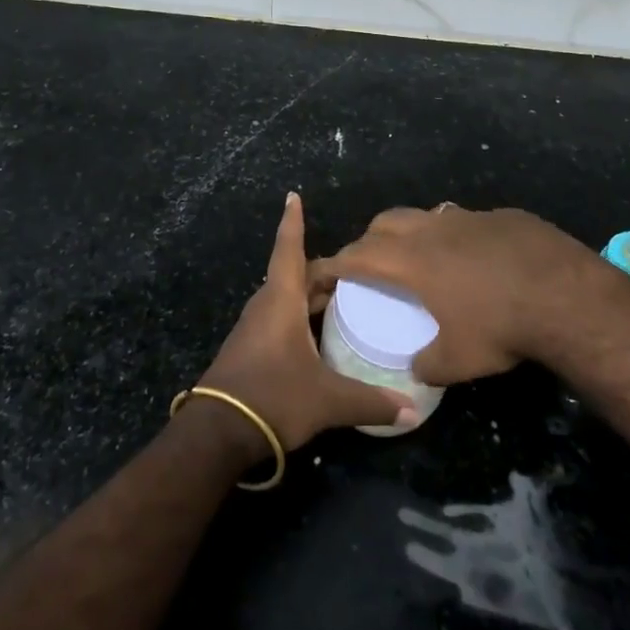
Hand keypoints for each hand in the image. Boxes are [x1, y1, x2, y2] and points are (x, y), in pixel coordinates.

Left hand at [196, 193, 415, 449]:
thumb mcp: (327, 399)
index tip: (292, 196)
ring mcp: (254, 328)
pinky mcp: (250, 349)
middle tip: (354, 269)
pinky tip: (318, 333)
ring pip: (285, 297)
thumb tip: (412, 409)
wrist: (217, 433)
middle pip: (294, 274)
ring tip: (342, 297)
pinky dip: (299, 314)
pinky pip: (278, 317)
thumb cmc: (273, 397)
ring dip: (310, 293)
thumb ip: (370, 402)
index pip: (289, 249)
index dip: (293, 223)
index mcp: (281, 300)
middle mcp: (266, 305)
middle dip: (322, 269)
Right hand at [307, 205, 602, 385]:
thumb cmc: (499, 325)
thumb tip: (417, 369)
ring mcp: (469, 217)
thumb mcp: (457, 360)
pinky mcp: (502, 216)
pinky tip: (476, 259)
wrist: (563, 292)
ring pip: (426, 215)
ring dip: (414, 232)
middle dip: (370, 239)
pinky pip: (466, 220)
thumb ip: (427, 364)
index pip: (358, 255)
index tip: (320, 273)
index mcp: (412, 260)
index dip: (334, 263)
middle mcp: (433, 230)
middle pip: (386, 222)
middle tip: (371, 264)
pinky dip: (457, 236)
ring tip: (422, 258)